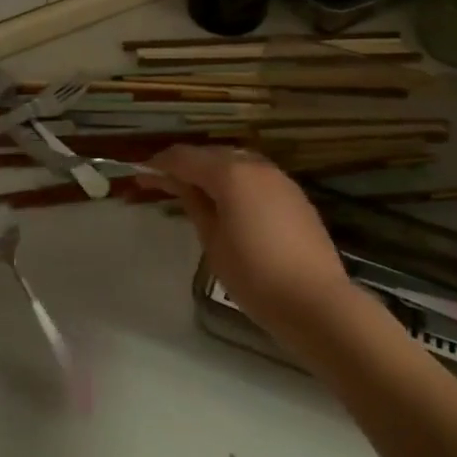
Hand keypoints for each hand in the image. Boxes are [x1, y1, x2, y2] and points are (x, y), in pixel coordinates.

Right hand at [151, 145, 354, 339]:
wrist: (317, 302)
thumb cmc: (255, 276)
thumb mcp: (214, 242)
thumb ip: (195, 205)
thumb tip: (180, 184)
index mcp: (230, 173)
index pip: (185, 158)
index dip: (159, 164)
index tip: (139, 173)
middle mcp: (255, 165)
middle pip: (211, 154)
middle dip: (184, 165)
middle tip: (160, 182)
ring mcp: (279, 178)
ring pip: (235, 162)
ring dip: (211, 171)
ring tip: (192, 191)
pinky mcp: (294, 195)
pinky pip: (255, 176)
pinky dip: (235, 181)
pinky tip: (228, 201)